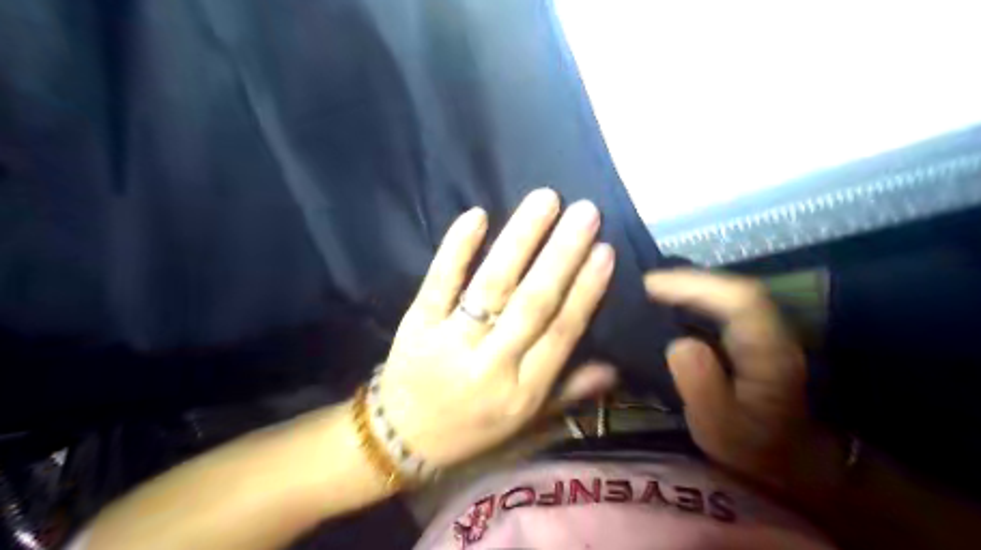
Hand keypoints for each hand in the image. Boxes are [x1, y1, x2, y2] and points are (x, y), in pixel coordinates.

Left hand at [379, 189, 614, 468]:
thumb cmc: (472, 428)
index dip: (586, 290)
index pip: (561, 333)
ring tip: (545, 200)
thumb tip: (613, 367)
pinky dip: (458, 248)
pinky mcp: (418, 324)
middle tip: (585, 211)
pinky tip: (477, 215)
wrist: (402, 439)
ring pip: (491, 285)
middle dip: (562, 254)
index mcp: (522, 392)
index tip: (604, 250)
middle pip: (532, 303)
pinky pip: (439, 282)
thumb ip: (569, 392)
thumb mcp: (526, 423)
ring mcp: (451, 341)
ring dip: (520, 240)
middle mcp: (491, 365)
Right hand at [646, 271, 843, 497]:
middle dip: (688, 280)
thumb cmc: (750, 446)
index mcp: (769, 352)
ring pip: (731, 294)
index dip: (694, 285)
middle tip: (644, 283)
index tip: (650, 284)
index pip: (739, 301)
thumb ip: (702, 387)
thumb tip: (680, 344)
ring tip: (653, 289)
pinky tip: (673, 303)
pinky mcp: (754, 336)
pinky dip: (697, 298)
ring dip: (692, 285)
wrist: (786, 458)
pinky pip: (725, 305)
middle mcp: (773, 333)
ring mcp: (767, 331)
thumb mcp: (720, 428)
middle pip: (735, 290)